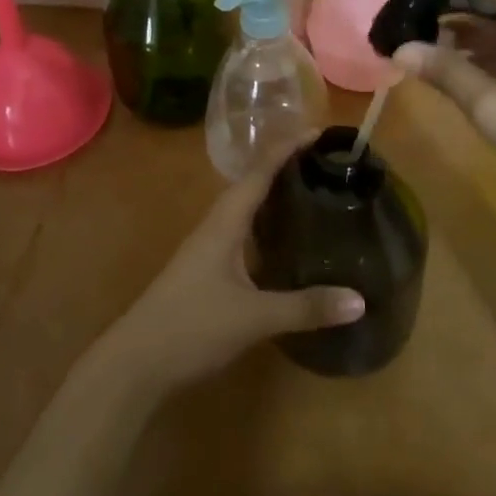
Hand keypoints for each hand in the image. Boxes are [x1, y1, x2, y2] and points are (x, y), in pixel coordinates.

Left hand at [94, 159, 364, 395]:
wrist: (136, 362)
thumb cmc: (192, 326)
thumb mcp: (253, 318)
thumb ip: (305, 307)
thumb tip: (360, 300)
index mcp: (225, 221)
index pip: (260, 172)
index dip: (287, 149)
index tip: (319, 132)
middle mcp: (216, 225)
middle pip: (253, 184)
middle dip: (285, 168)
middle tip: (325, 163)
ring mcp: (209, 248)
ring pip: (246, 210)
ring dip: (274, 196)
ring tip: (311, 192)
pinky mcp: (207, 271)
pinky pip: (243, 233)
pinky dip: (266, 226)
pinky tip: (284, 242)